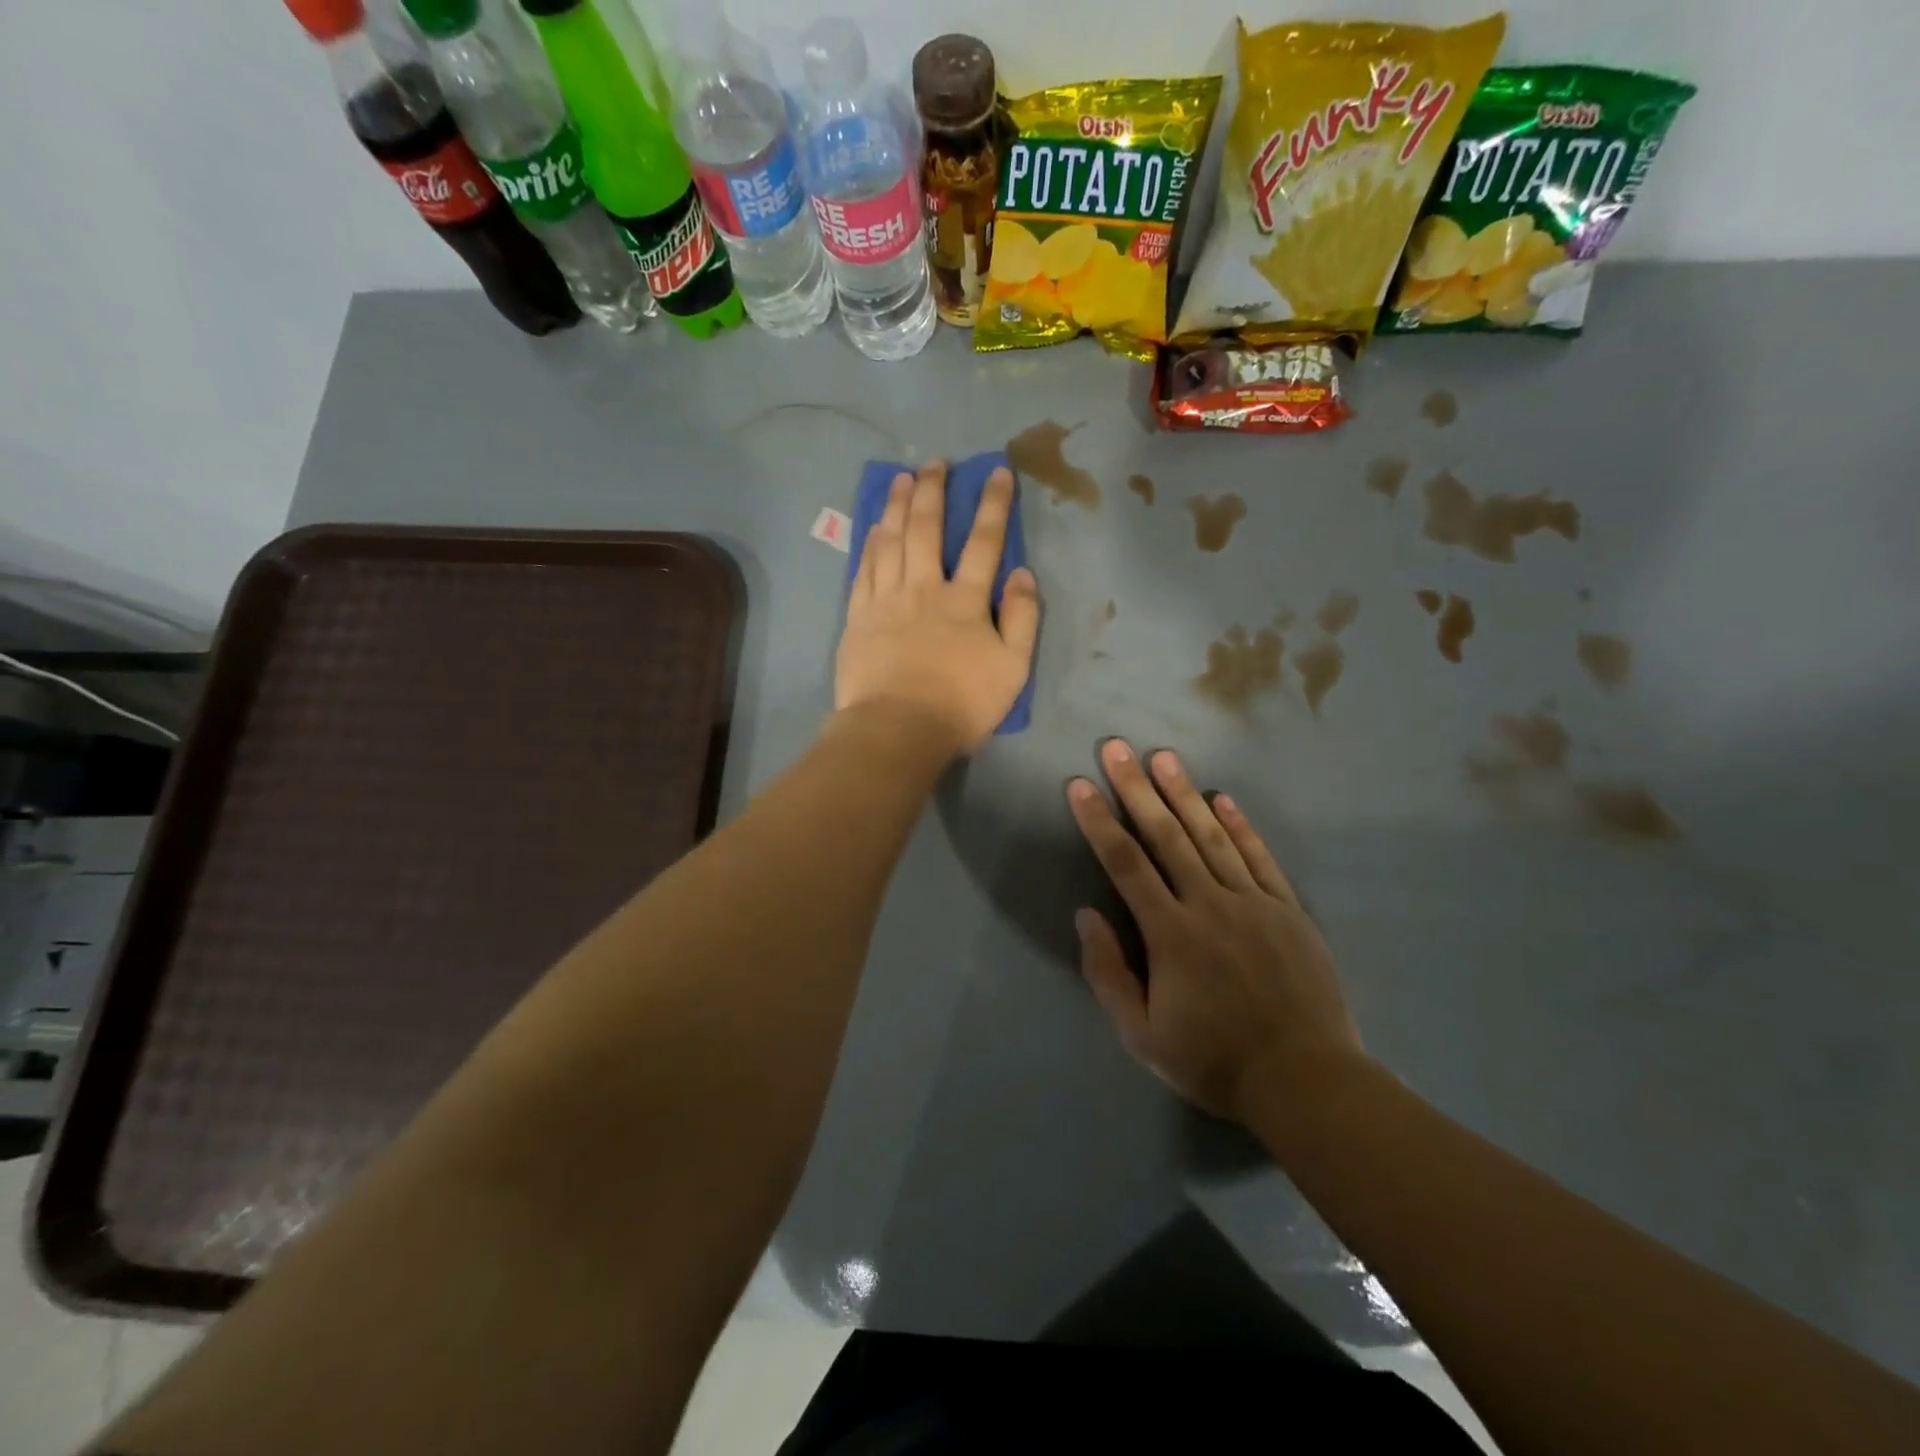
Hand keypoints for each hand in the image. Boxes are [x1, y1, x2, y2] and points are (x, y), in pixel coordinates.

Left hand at [836, 461, 1039, 757]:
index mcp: (966, 601)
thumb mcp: (1013, 669)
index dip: (993, 505)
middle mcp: (924, 589)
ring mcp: (886, 600)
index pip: (984, 542)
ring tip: (901, 479)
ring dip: (898, 506)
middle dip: (934, 491)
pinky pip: (864, 569)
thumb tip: (1023, 574)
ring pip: (891, 541)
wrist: (898, 729)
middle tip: (936, 463)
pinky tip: (874, 527)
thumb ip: (1023, 619)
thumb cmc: (961, 704)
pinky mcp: (858, 618)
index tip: (996, 472)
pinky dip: (871, 543)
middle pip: (928, 529)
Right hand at [1066, 739, 1365, 1122]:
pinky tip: (1223, 800)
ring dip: (1185, 793)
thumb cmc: (1213, 1060)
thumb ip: (1109, 973)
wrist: (1305, 1080)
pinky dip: (1240, 826)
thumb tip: (1087, 915)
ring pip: (1212, 837)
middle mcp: (1209, 904)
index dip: (1099, 822)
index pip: (1125, 864)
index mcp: (1170, 933)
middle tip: (1118, 748)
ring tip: (1163, 757)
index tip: (1080, 786)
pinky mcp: (1288, 910)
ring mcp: (1253, 902)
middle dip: (1137, 789)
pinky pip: (1260, 858)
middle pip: (1166, 836)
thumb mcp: (1142, 1034)